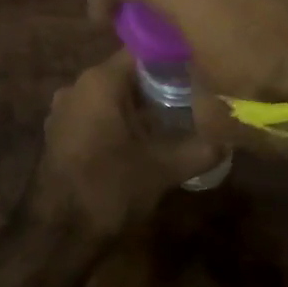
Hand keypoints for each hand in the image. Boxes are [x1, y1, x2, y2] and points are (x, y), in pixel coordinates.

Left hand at [30, 51, 225, 239]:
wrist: (57, 235)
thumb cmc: (110, 189)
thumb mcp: (165, 169)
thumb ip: (202, 149)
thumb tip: (230, 138)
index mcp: (100, 82)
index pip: (143, 51)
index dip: (175, 58)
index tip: (202, 69)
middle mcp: (77, 86)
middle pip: (128, 74)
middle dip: (161, 85)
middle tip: (196, 98)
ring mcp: (63, 111)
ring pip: (112, 97)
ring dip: (141, 107)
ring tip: (176, 121)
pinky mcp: (59, 135)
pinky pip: (97, 116)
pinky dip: (120, 122)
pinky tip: (144, 142)